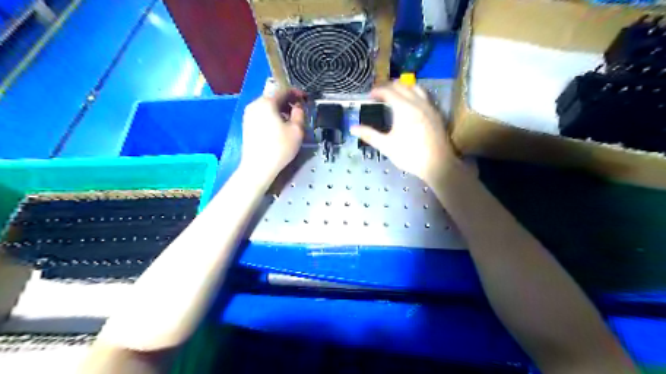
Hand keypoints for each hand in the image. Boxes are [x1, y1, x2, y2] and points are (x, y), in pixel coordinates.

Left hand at [239, 90, 306, 179]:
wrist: (258, 167)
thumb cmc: (280, 147)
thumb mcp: (297, 130)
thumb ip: (299, 114)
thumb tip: (298, 107)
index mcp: (266, 102)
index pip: (283, 90)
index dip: (296, 93)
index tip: (305, 99)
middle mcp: (255, 104)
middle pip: (274, 97)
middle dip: (287, 102)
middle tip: (299, 111)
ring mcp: (248, 115)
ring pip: (267, 107)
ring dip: (280, 110)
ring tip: (290, 121)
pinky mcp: (247, 125)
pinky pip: (262, 115)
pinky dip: (272, 117)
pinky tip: (279, 128)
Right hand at [350, 81, 460, 185]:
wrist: (437, 164)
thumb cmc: (410, 155)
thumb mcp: (386, 146)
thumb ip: (369, 135)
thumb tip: (352, 128)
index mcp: (403, 108)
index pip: (388, 92)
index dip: (377, 91)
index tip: (370, 95)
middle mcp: (417, 102)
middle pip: (402, 86)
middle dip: (389, 87)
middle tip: (379, 94)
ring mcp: (429, 106)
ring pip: (416, 88)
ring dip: (404, 87)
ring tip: (395, 93)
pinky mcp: (436, 113)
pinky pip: (425, 95)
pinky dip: (415, 93)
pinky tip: (412, 103)